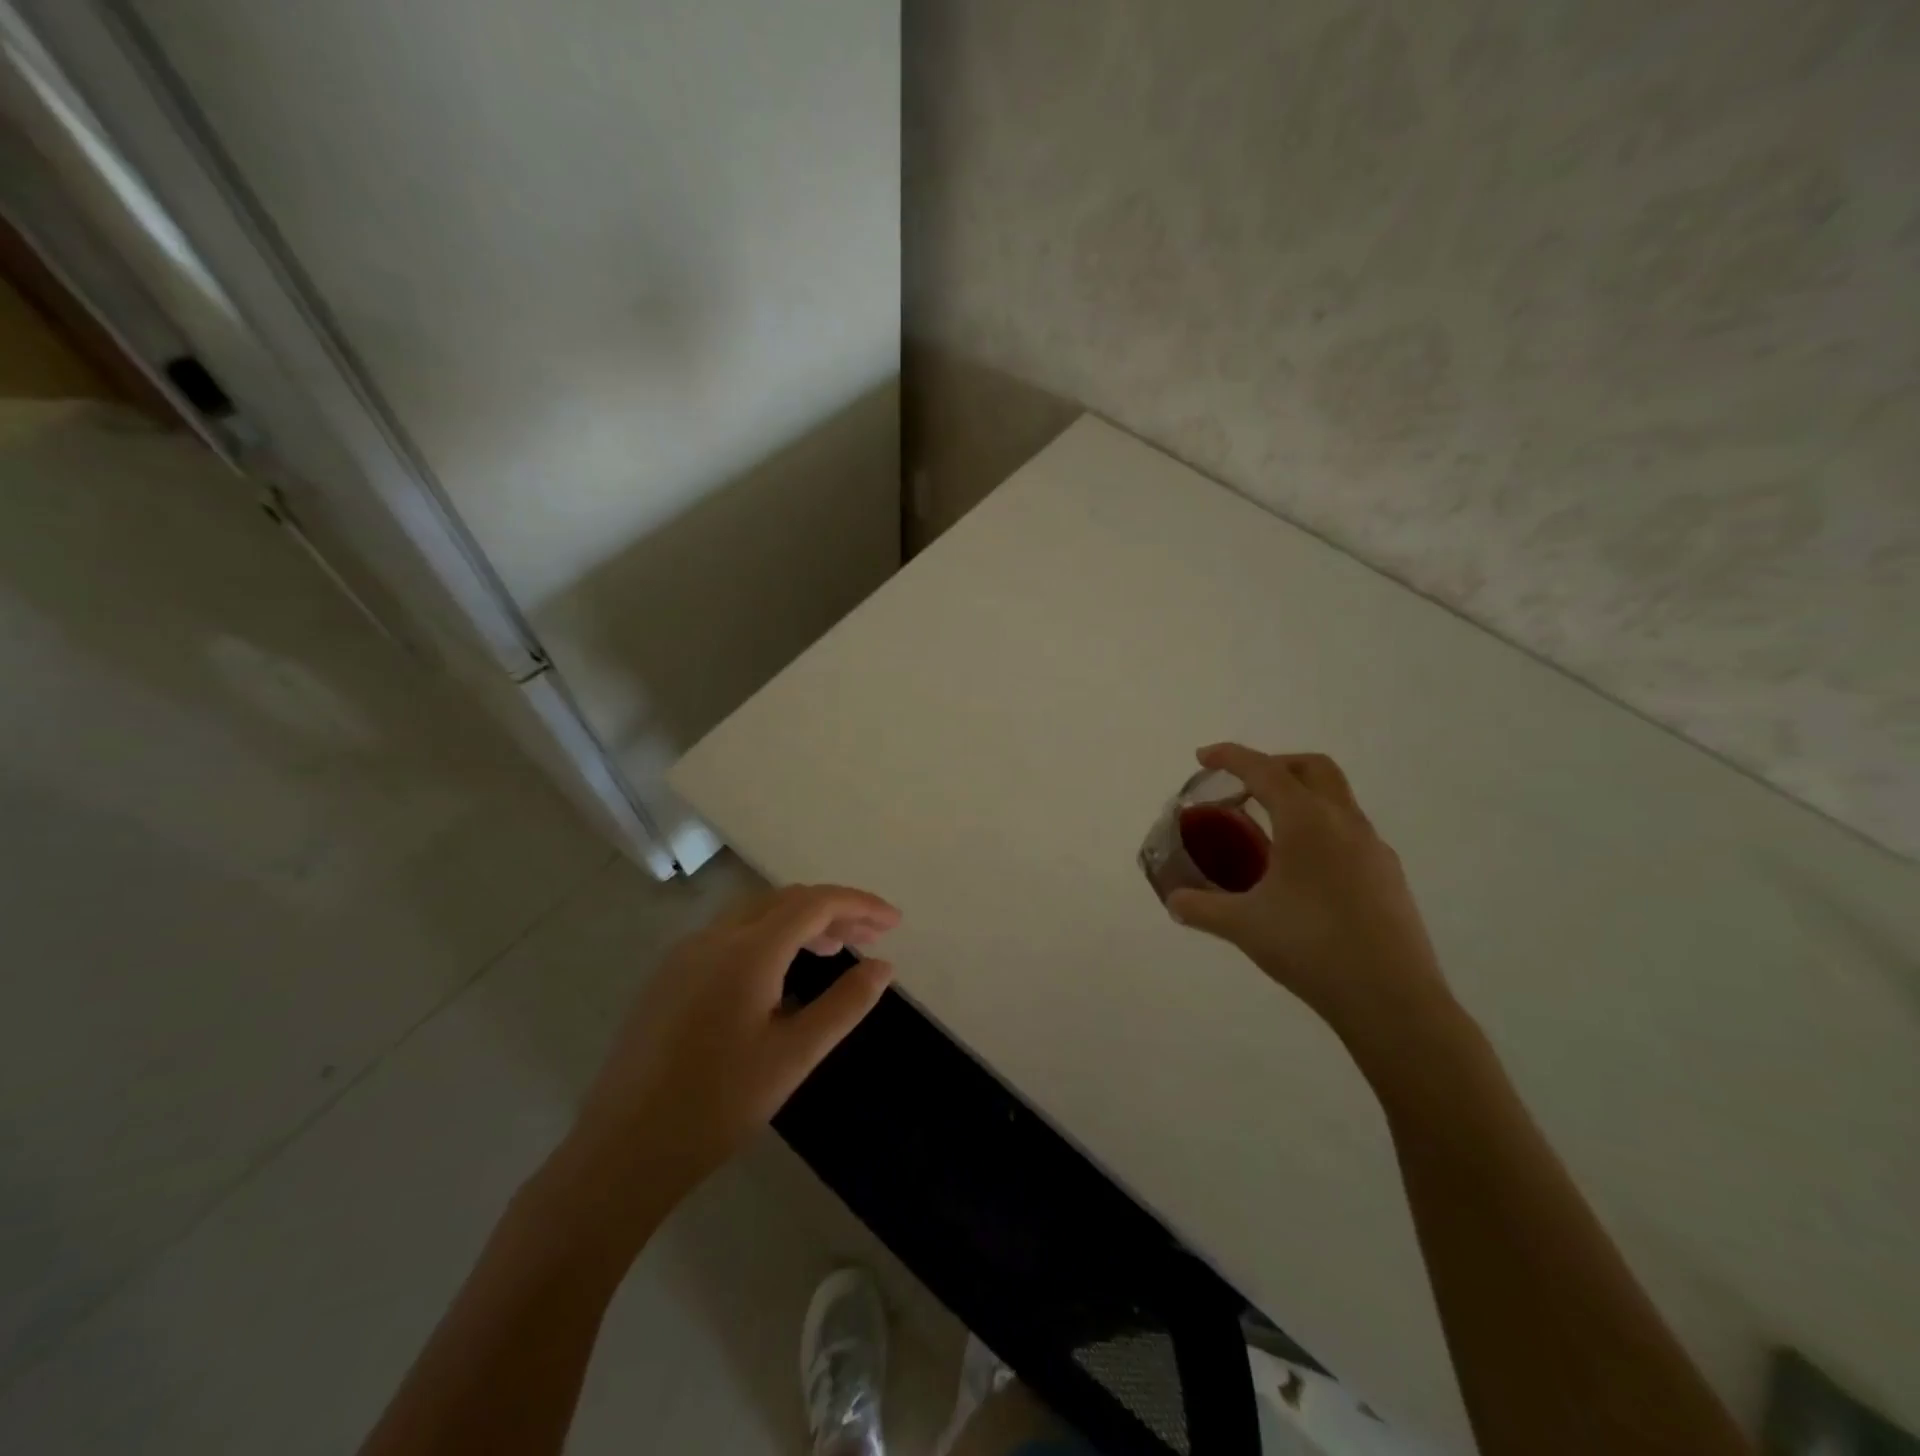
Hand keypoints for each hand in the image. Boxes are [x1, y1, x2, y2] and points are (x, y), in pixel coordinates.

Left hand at [568, 884, 899, 1204]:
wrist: (622, 1150)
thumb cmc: (718, 1104)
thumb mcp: (794, 1056)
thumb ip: (845, 1004)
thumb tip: (883, 967)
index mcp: (748, 950)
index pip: (815, 903)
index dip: (860, 904)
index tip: (894, 922)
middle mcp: (714, 937)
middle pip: (785, 900)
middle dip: (833, 910)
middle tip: (869, 937)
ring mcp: (685, 953)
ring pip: (756, 914)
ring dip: (800, 921)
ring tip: (833, 950)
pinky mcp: (669, 975)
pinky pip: (730, 935)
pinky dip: (768, 937)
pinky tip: (779, 974)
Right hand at [1166, 745, 1455, 1055]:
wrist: (1392, 1000)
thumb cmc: (1311, 948)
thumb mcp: (1244, 926)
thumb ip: (1202, 908)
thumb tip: (1174, 900)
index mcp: (1307, 822)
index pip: (1264, 770)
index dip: (1231, 757)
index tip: (1204, 757)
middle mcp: (1345, 823)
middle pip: (1312, 768)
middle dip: (1274, 765)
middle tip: (1243, 786)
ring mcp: (1373, 848)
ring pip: (1336, 799)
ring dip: (1300, 797)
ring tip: (1268, 830)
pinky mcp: (1388, 876)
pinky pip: (1349, 832)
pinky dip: (1320, 829)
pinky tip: (1302, 871)